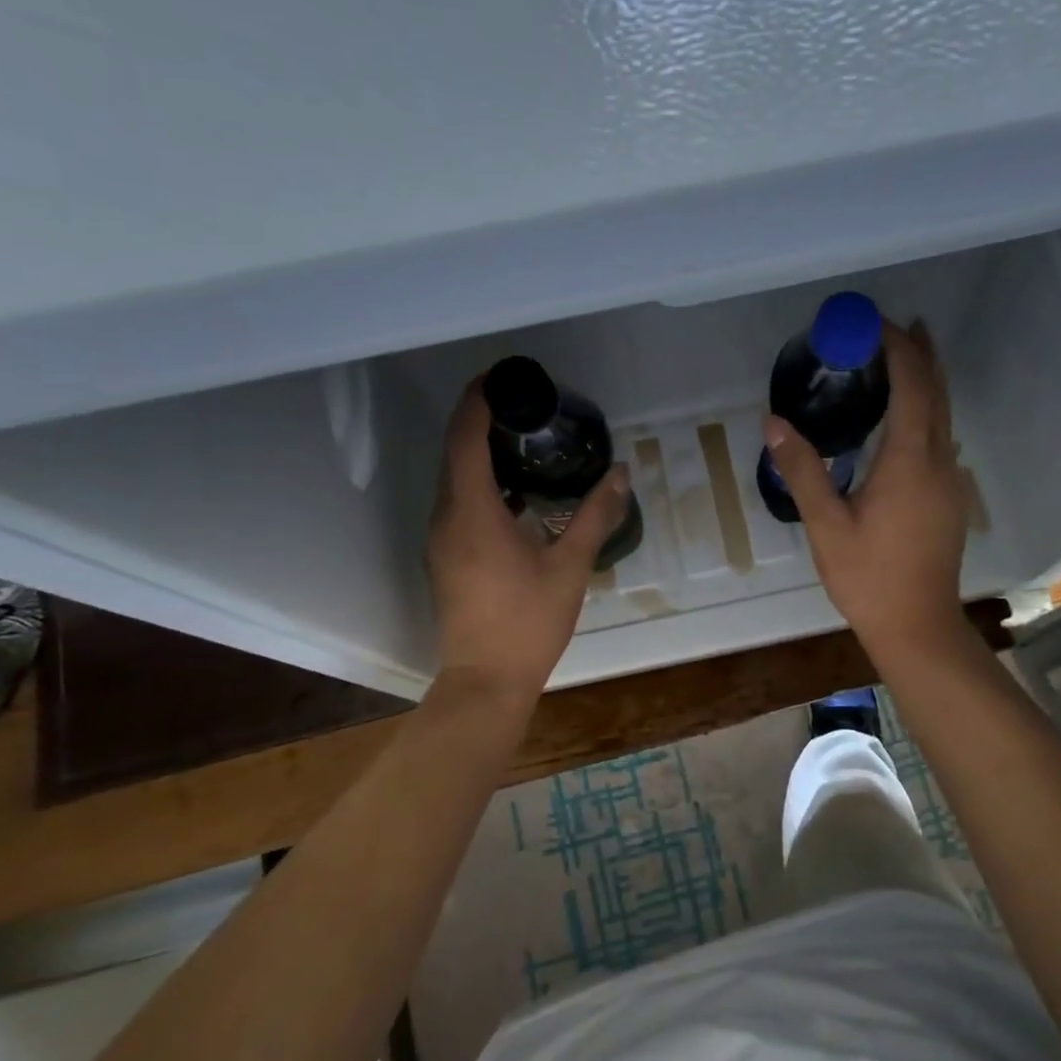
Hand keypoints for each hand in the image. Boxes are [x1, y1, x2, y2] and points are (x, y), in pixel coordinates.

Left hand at [428, 381, 631, 700]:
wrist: (486, 681)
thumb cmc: (528, 622)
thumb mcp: (570, 567)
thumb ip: (595, 515)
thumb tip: (620, 473)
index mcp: (472, 512)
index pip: (465, 438)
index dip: (477, 401)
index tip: (501, 378)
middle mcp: (446, 518)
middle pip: (454, 453)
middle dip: (480, 420)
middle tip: (522, 404)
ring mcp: (441, 540)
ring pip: (453, 479)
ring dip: (478, 453)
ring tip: (522, 439)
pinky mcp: (445, 558)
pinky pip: (457, 503)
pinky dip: (480, 484)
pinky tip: (516, 493)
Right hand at [764, 320, 970, 650]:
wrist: (918, 626)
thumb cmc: (868, 577)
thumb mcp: (826, 525)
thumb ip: (802, 470)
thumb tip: (774, 423)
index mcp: (909, 461)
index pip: (912, 386)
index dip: (898, 348)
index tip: (875, 322)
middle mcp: (940, 462)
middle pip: (938, 393)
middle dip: (921, 354)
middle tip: (897, 326)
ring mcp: (951, 481)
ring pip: (945, 416)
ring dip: (927, 382)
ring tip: (904, 359)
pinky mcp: (950, 499)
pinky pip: (942, 438)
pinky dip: (927, 412)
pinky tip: (905, 422)